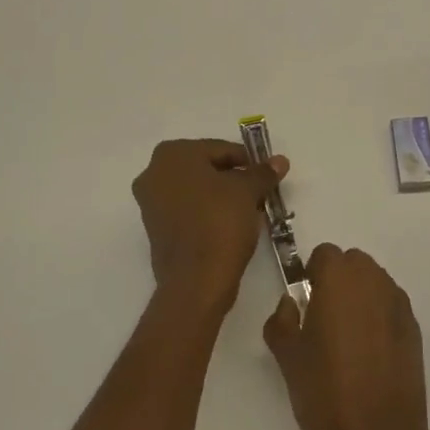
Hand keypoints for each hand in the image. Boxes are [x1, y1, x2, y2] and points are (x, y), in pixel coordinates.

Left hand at [132, 139, 288, 318]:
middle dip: (233, 178)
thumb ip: (262, 173)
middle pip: (205, 168)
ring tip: (249, 210)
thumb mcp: (248, 192)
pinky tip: (231, 225)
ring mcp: (150, 203)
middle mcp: (154, 173)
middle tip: (259, 192)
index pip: (220, 149)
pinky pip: (187, 211)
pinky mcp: (155, 230)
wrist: (196, 281)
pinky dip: (207, 213)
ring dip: (221, 196)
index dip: (247, 161)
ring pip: (196, 190)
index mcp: (172, 154)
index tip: (266, 174)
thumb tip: (280, 161)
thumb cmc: (220, 222)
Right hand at [264, 244, 429, 429]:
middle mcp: (373, 280)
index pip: (324, 255)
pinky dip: (379, 320)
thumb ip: (282, 321)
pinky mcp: (415, 329)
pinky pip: (391, 309)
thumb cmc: (325, 392)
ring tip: (348, 342)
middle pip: (353, 265)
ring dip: (360, 299)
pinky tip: (370, 358)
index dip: (312, 276)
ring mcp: (398, 304)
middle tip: (323, 321)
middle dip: (338, 283)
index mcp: (339, 278)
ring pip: (374, 285)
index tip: (304, 305)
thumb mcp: (288, 357)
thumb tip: (290, 306)